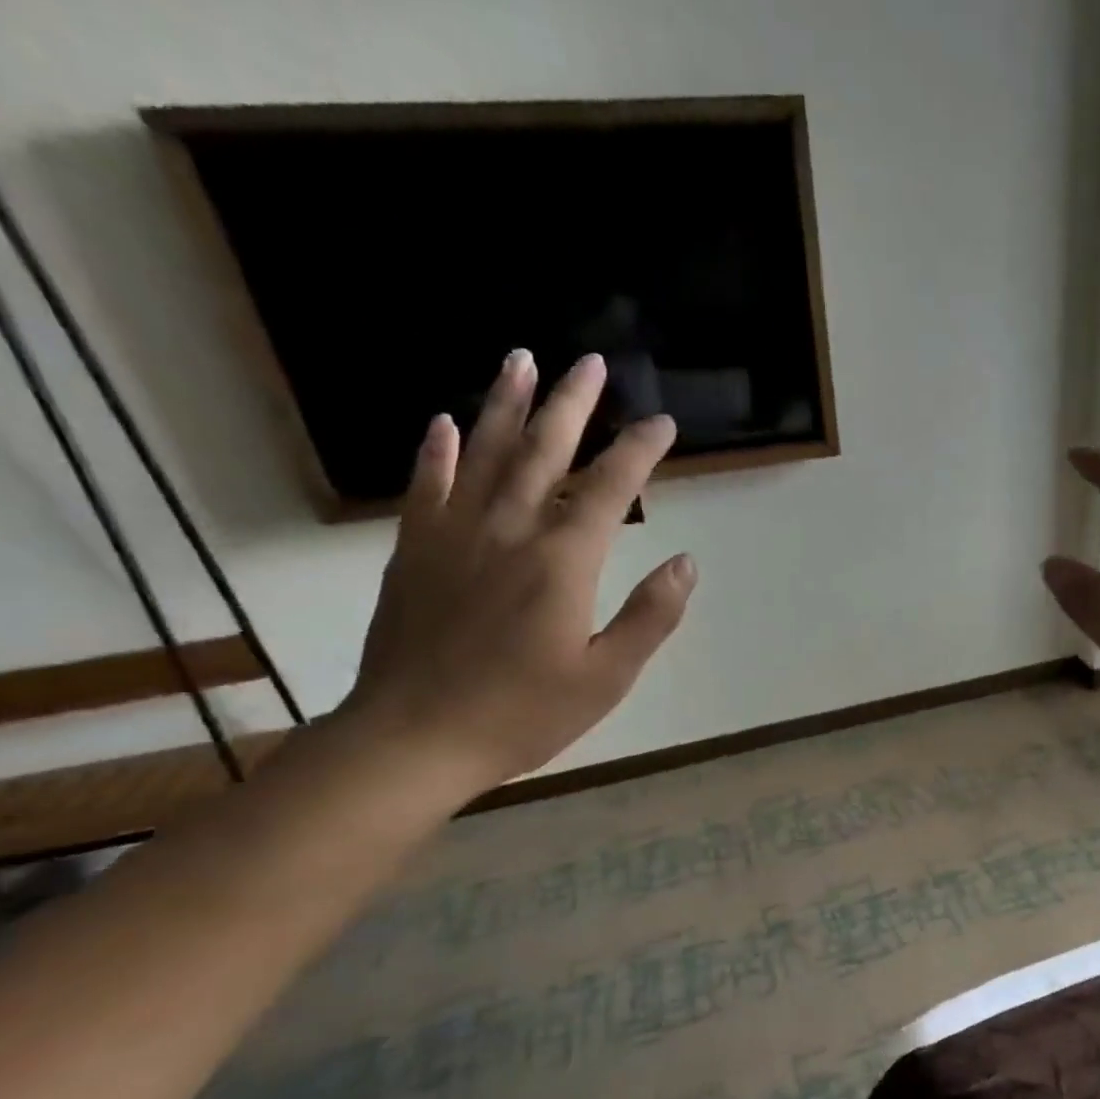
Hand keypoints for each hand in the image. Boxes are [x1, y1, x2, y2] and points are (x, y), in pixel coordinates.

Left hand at [344, 349, 694, 794]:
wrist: (415, 739)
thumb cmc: (524, 714)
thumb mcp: (607, 677)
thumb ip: (649, 616)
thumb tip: (685, 562)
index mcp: (563, 562)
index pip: (611, 489)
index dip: (639, 452)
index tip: (662, 423)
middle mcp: (509, 531)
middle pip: (544, 452)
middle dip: (572, 404)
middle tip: (590, 363)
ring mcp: (454, 536)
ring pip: (484, 454)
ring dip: (505, 404)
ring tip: (521, 359)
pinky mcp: (414, 552)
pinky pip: (426, 487)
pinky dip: (436, 451)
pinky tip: (443, 421)